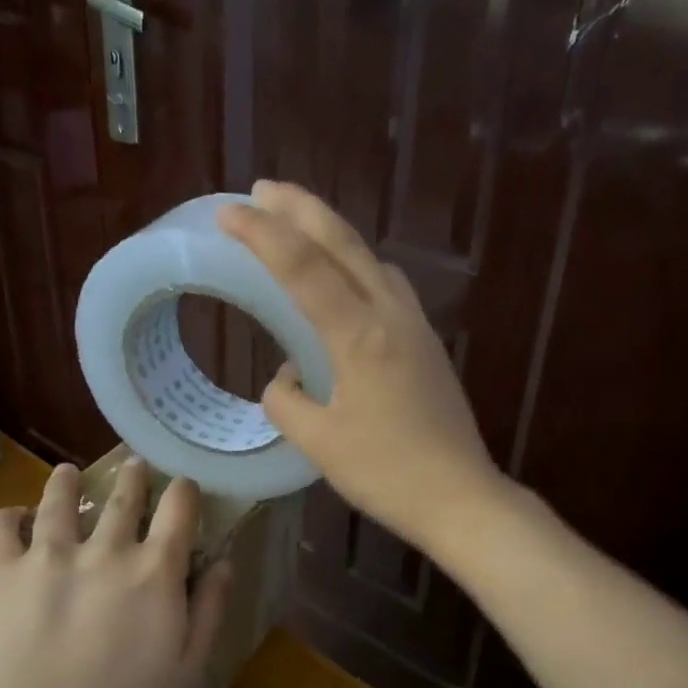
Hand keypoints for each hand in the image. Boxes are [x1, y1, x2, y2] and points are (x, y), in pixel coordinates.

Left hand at [0, 460, 232, 687]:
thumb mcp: (188, 667)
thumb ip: (209, 609)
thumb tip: (224, 562)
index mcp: (155, 570)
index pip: (179, 508)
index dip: (185, 492)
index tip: (184, 489)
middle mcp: (105, 549)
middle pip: (123, 496)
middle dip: (133, 477)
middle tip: (134, 467)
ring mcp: (49, 555)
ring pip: (59, 500)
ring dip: (66, 482)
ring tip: (67, 474)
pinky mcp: (3, 572)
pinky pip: (0, 527)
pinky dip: (7, 517)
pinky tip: (15, 518)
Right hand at [217, 180, 508, 550]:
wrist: (460, 497)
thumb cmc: (386, 474)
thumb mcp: (320, 443)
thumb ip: (287, 402)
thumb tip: (283, 379)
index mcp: (360, 336)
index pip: (303, 268)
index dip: (262, 235)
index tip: (228, 212)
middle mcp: (392, 317)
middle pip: (345, 244)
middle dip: (301, 209)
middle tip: (263, 189)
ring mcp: (417, 328)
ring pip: (372, 260)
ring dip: (333, 235)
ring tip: (300, 228)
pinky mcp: (428, 346)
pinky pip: (389, 287)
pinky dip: (359, 267)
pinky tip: (346, 284)